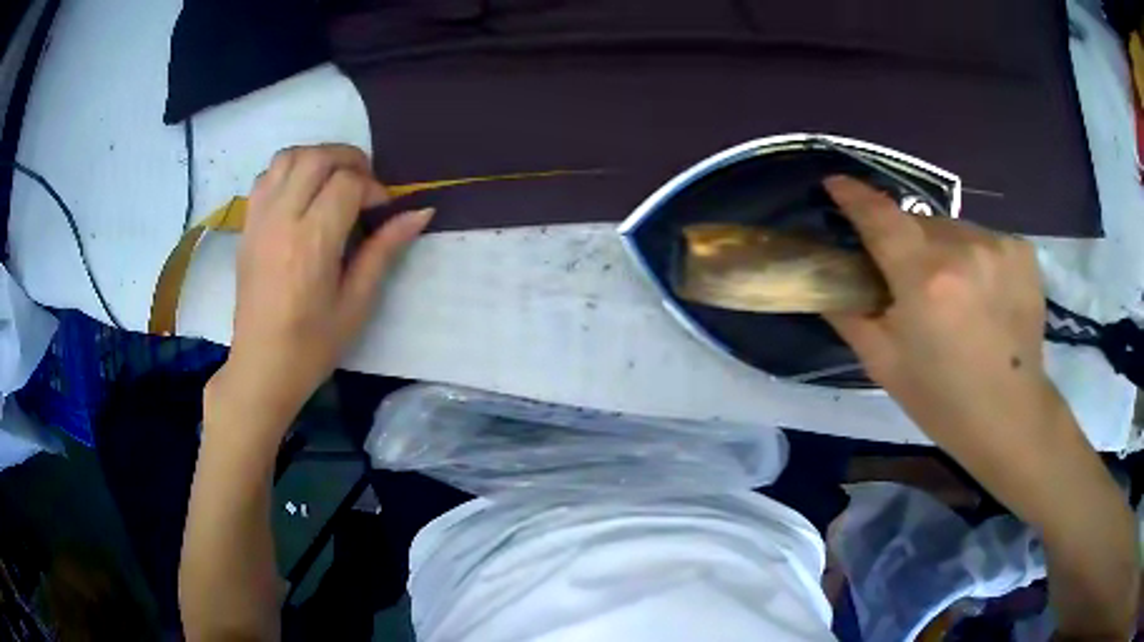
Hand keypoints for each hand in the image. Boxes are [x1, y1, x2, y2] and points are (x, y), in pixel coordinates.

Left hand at [218, 144, 432, 429]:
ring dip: (318, 158)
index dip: (373, 188)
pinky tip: (303, 195)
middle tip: (365, 185)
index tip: (382, 210)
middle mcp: (282, 220)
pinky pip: (266, 176)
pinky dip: (289, 170)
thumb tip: (420, 212)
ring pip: (288, 157)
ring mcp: (259, 220)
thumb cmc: (312, 345)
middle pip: (317, 157)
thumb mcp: (357, 303)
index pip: (347, 183)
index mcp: (312, 243)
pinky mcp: (247, 226)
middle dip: (349, 159)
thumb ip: (384, 250)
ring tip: (334, 181)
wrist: (261, 366)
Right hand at [822, 176, 1057, 463]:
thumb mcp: (884, 364)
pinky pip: (984, 238)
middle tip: (910, 280)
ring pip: (954, 229)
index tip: (837, 185)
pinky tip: (984, 292)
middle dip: (907, 242)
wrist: (1010, 417)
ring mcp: (998, 245)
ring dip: (944, 250)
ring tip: (954, 292)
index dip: (854, 196)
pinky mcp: (1022, 251)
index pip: (880, 216)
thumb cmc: (942, 399)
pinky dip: (976, 257)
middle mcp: (962, 249)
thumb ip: (849, 315)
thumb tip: (827, 282)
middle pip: (919, 222)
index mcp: (924, 279)